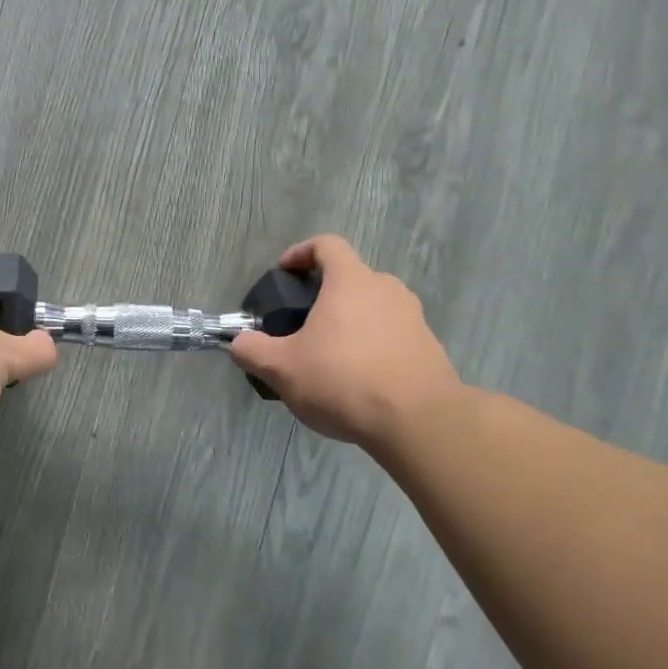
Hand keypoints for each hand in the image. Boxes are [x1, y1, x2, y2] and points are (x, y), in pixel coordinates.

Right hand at [229, 235, 467, 453]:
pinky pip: (392, 335)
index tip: (284, 273)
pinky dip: (372, 346)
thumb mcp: (282, 369)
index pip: (326, 245)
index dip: (301, 253)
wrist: (420, 423)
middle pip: (351, 277)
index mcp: (351, 281)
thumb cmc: (344, 381)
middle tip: (302, 324)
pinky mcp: (429, 347)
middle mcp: (386, 289)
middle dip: (324, 295)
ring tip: (330, 356)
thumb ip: (252, 350)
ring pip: (373, 307)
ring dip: (350, 322)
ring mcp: (413, 318)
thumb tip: (238, 342)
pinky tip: (358, 380)